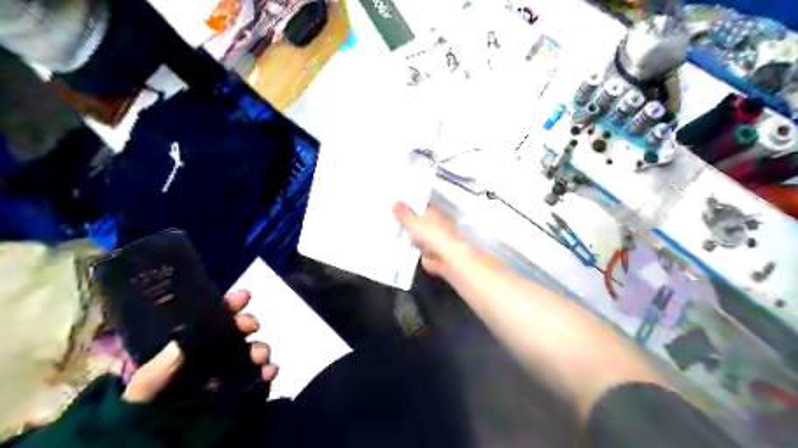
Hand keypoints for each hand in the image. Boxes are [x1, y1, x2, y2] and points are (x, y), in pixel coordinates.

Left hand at [121, 291, 278, 402]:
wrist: (156, 445)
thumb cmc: (142, 413)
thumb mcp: (141, 391)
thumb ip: (154, 370)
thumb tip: (180, 342)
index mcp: (187, 347)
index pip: (209, 319)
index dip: (227, 305)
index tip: (242, 297)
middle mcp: (211, 354)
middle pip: (234, 331)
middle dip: (246, 323)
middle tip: (251, 326)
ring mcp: (228, 371)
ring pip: (250, 351)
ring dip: (259, 348)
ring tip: (260, 355)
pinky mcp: (242, 389)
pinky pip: (259, 376)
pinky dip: (268, 371)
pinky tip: (270, 372)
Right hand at [392, 201, 468, 276]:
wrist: (445, 258)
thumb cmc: (430, 234)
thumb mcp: (412, 221)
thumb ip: (403, 213)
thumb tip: (395, 202)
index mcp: (432, 212)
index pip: (418, 205)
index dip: (406, 205)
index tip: (392, 204)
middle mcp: (433, 223)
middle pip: (416, 219)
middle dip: (405, 220)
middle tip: (386, 217)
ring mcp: (431, 238)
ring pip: (415, 234)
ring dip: (406, 234)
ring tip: (387, 231)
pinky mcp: (428, 252)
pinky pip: (414, 247)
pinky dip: (407, 247)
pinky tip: (394, 246)